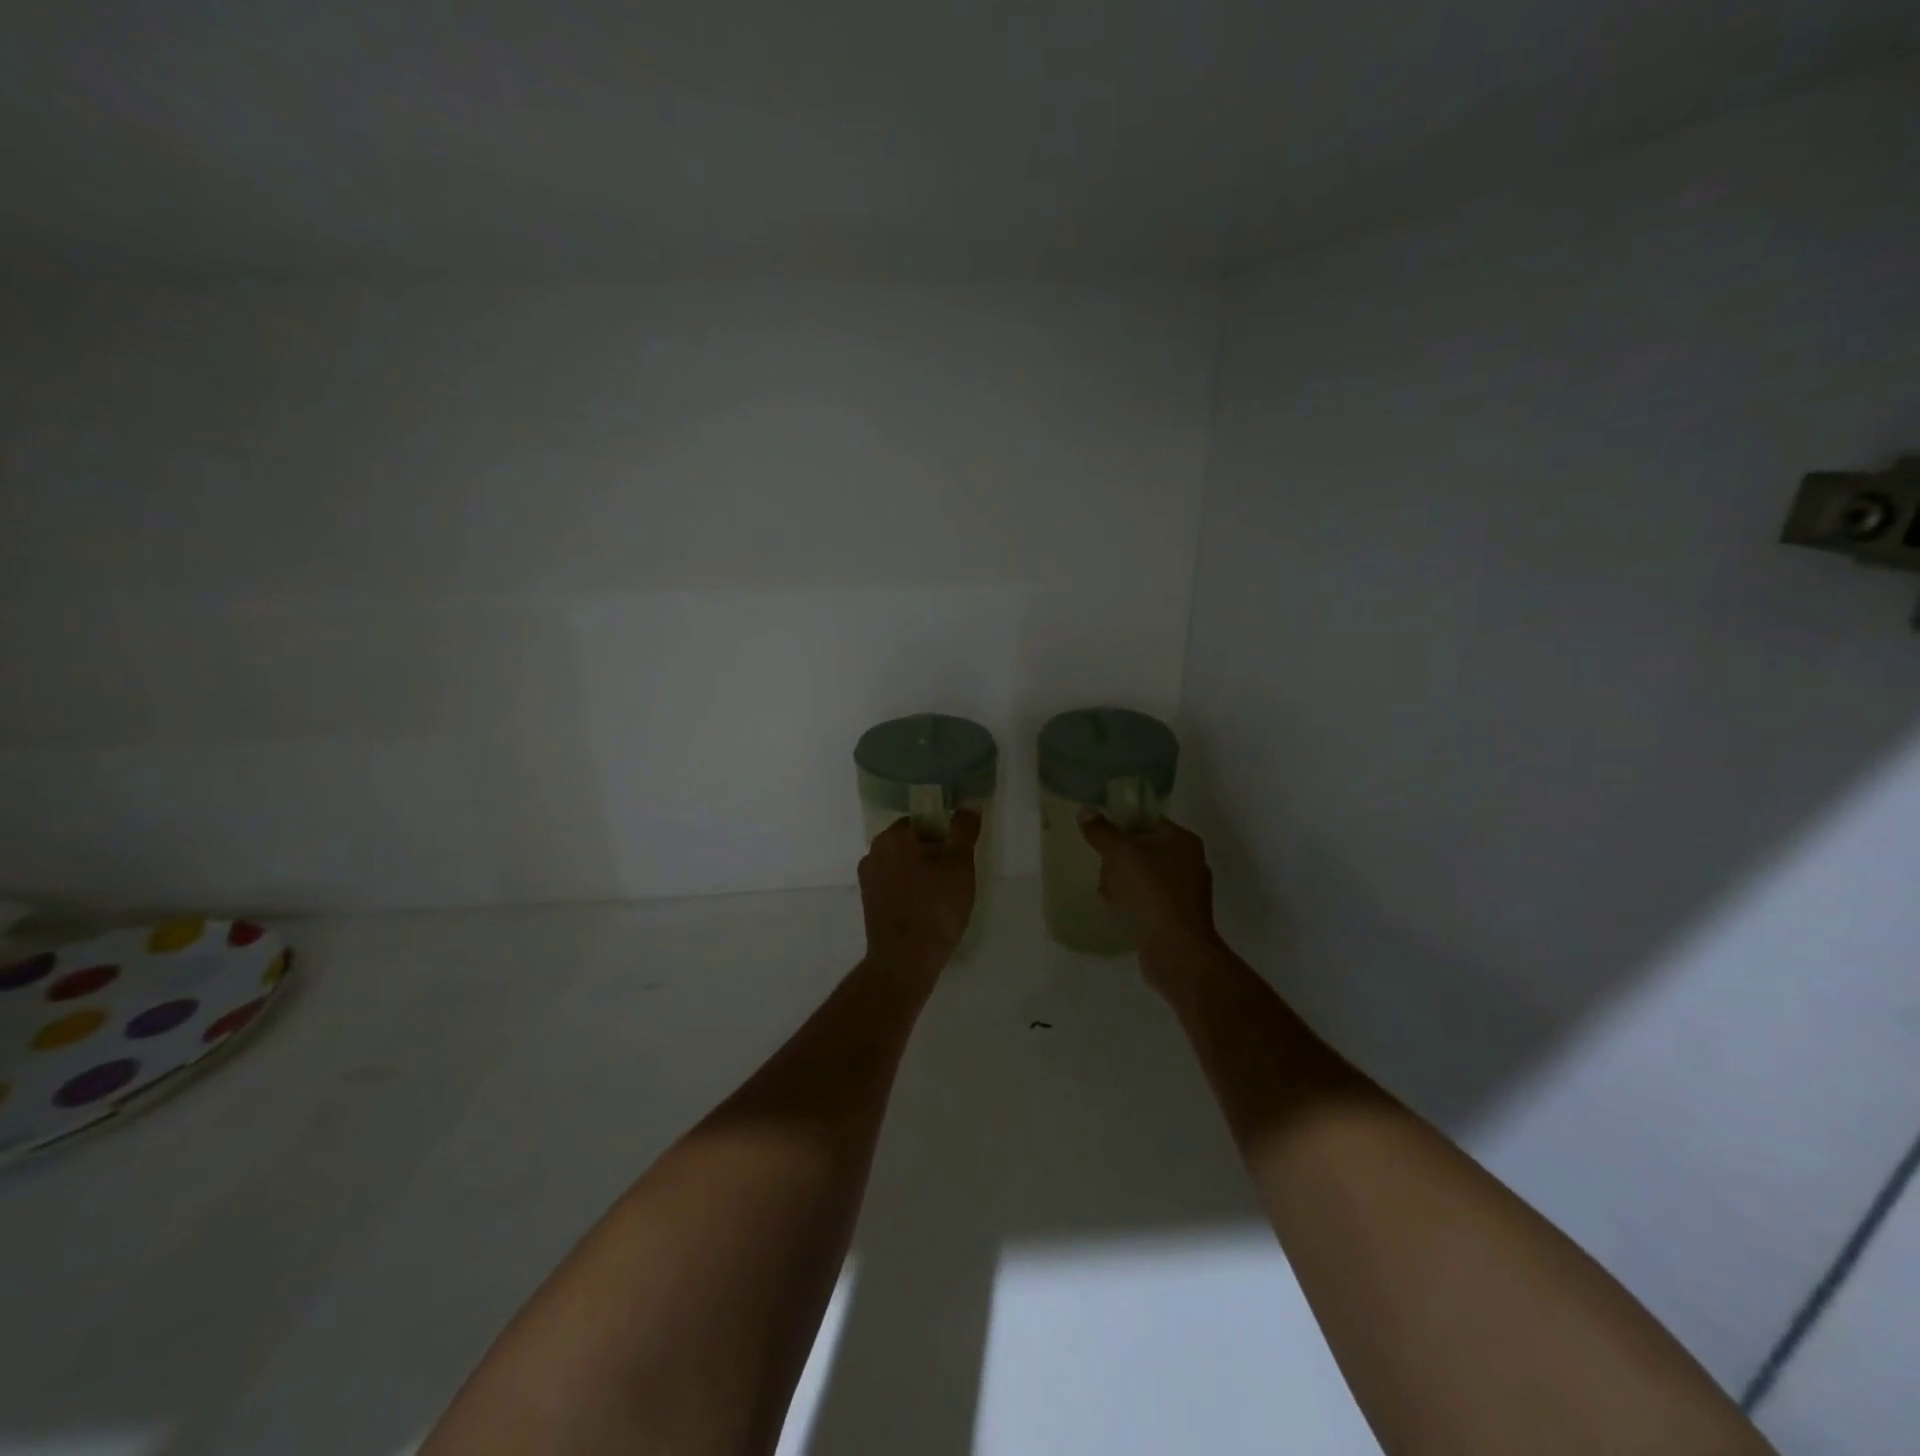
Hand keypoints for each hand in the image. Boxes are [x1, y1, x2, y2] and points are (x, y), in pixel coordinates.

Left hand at [858, 809, 981, 977]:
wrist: (904, 961)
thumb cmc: (935, 909)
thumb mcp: (959, 867)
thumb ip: (964, 832)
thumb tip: (969, 803)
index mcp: (892, 837)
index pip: (923, 822)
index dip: (945, 835)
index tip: (960, 856)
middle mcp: (873, 853)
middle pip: (911, 842)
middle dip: (934, 854)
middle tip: (956, 876)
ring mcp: (868, 880)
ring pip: (902, 865)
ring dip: (922, 873)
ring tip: (945, 895)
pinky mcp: (869, 903)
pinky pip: (895, 885)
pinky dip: (911, 890)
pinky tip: (928, 909)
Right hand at [1077, 810, 1220, 965]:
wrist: (1176, 950)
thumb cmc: (1149, 893)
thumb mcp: (1119, 854)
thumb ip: (1101, 831)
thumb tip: (1086, 810)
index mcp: (1182, 840)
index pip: (1147, 820)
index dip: (1121, 824)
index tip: (1099, 836)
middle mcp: (1189, 862)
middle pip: (1143, 849)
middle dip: (1118, 858)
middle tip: (1102, 867)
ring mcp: (1186, 892)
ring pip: (1143, 877)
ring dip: (1122, 882)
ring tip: (1106, 893)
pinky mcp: (1178, 918)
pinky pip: (1148, 901)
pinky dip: (1132, 903)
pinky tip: (1118, 911)